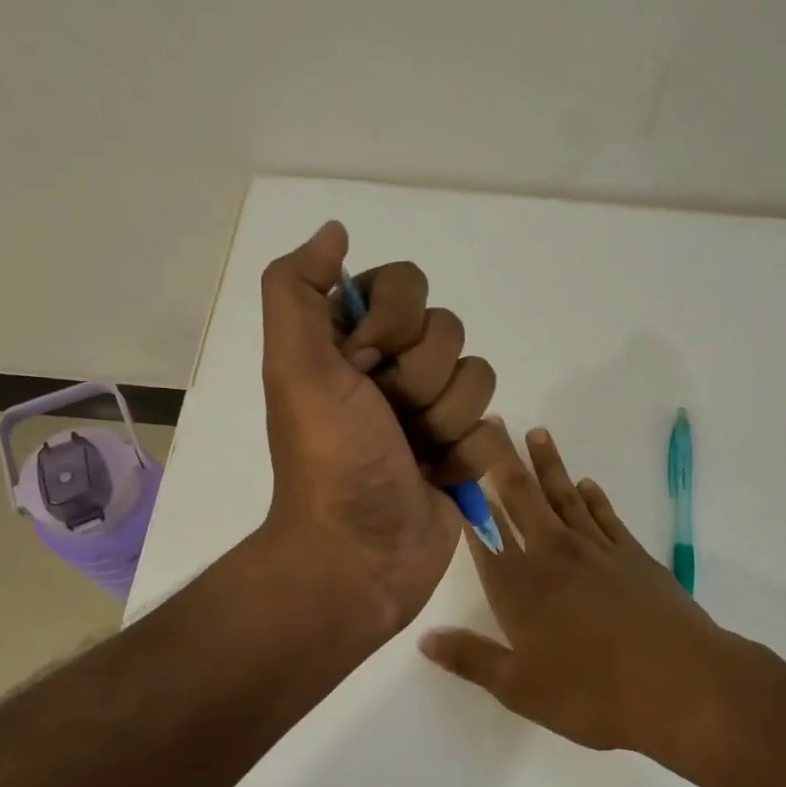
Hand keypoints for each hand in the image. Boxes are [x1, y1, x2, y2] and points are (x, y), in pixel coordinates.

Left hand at [258, 221, 499, 638]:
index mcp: (350, 342)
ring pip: (478, 376)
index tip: (364, 362)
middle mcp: (391, 368)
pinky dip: (464, 456)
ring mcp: (429, 410)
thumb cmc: (328, 458)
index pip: (405, 283)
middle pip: (448, 329)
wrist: (358, 555)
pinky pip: (492, 425)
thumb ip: (298, 290)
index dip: (395, 319)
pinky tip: (435, 478)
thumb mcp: (294, 367)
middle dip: (420, 379)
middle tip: (387, 418)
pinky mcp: (460, 450)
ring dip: (445, 420)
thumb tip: (336, 231)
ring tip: (413, 455)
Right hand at [417, 425, 757, 767]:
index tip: (453, 466)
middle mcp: (553, 556)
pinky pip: (606, 515)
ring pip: (564, 496)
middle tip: (492, 423)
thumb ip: (471, 658)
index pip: (485, 532)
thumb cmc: (593, 693)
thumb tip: (424, 637)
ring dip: (548, 465)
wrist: (680, 684)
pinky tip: (587, 483)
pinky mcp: (633, 555)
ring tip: (537, 433)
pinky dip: (594, 496)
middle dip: (503, 460)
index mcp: (520, 586)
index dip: (468, 499)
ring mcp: (596, 550)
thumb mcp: (521, 689)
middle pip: (522, 498)